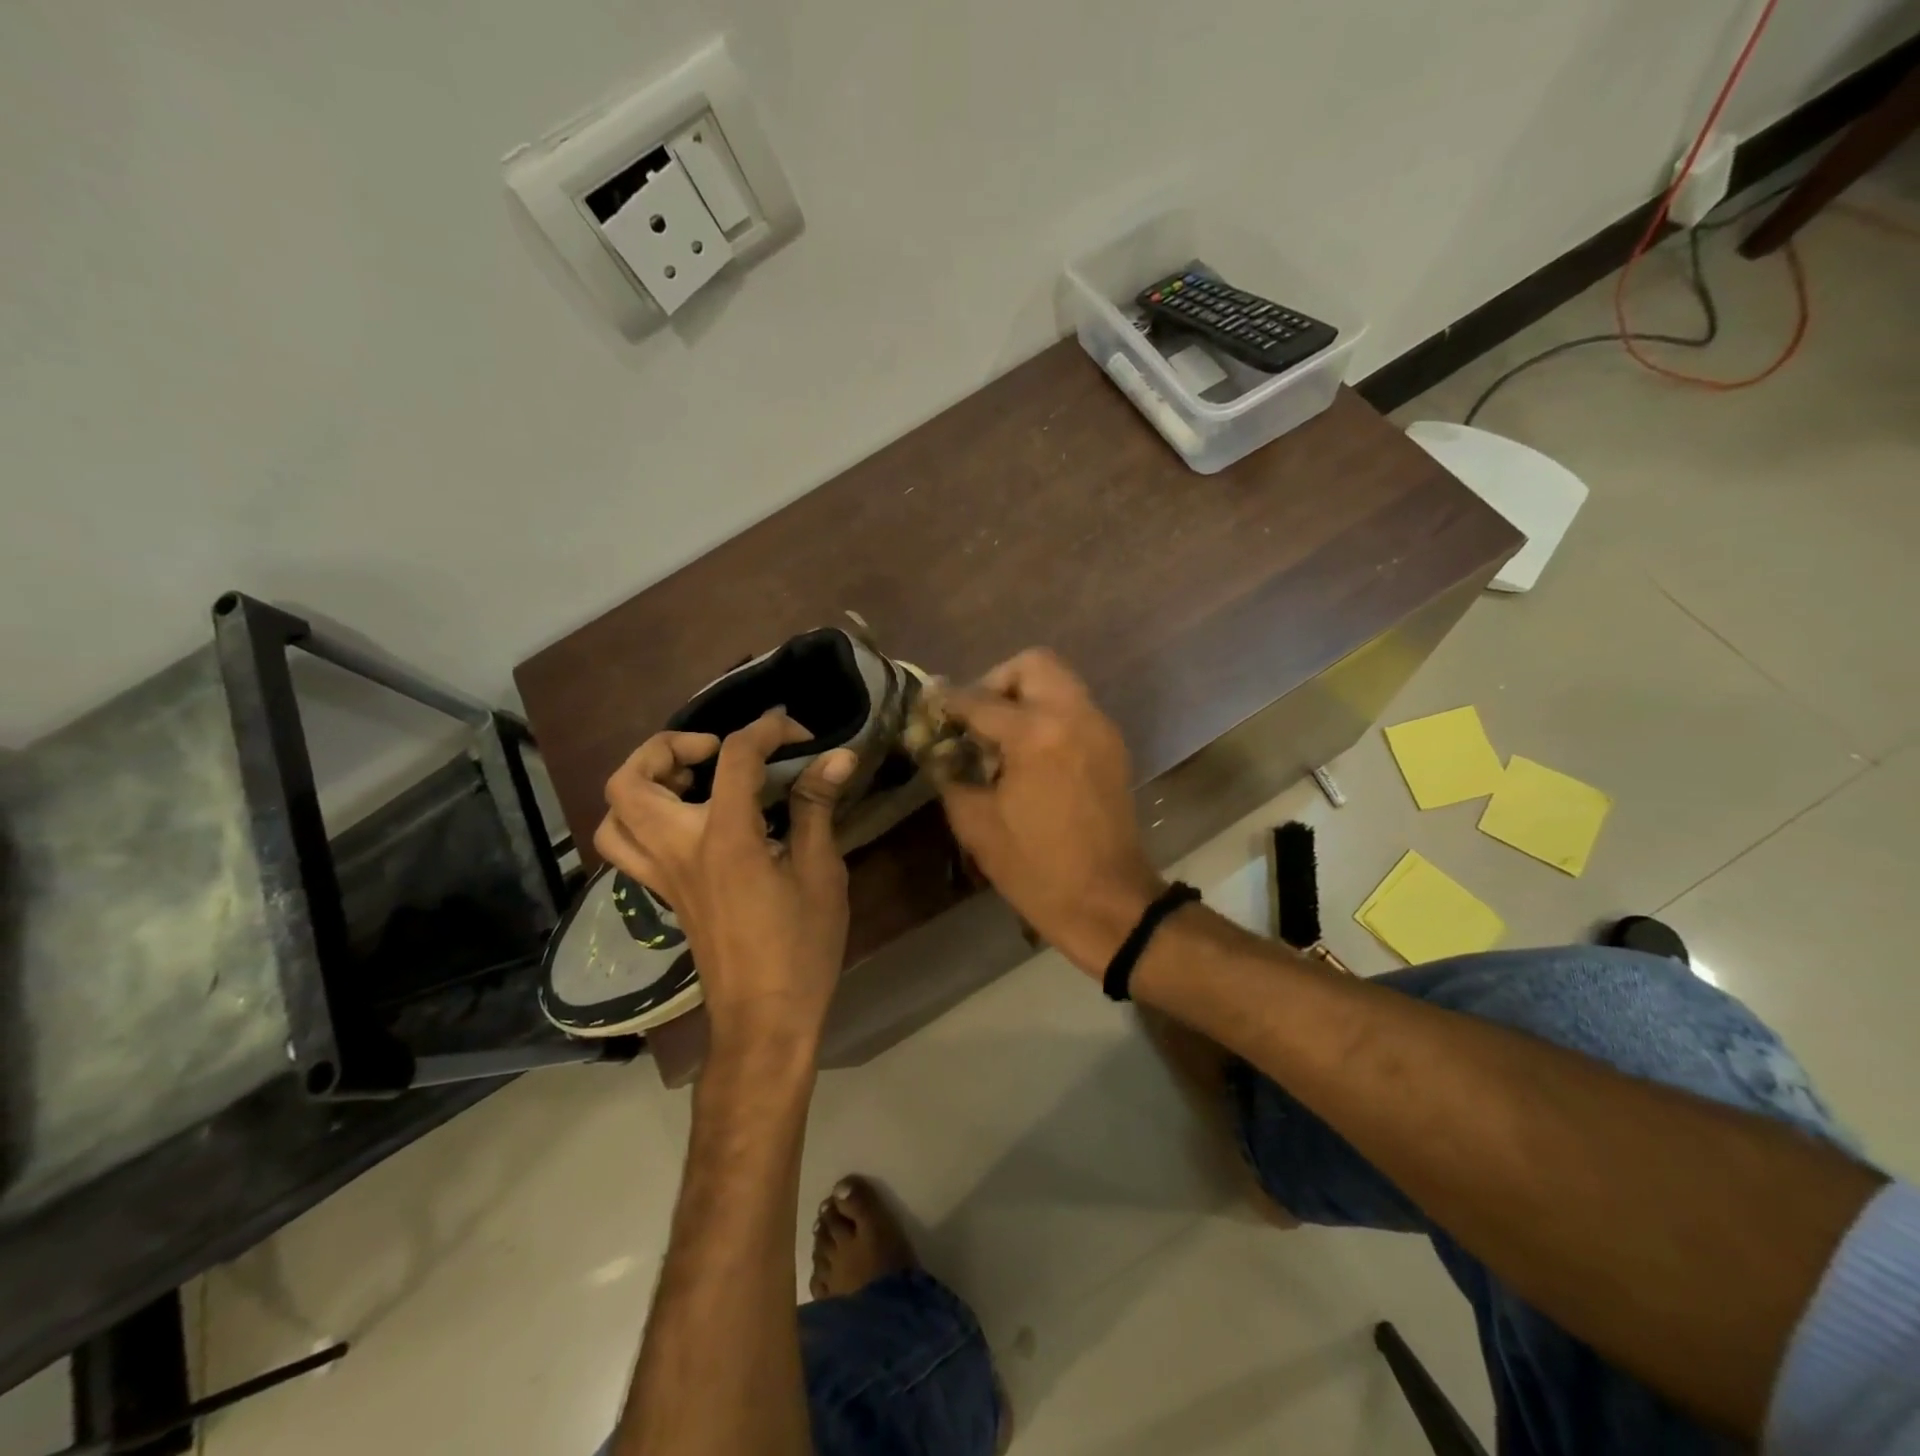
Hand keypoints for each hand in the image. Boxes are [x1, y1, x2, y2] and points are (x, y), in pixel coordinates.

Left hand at [593, 712, 856, 1058]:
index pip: (733, 758)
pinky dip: (642, 818)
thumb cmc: (800, 947)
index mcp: (725, 840)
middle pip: (632, 780)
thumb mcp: (820, 873)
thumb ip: (816, 808)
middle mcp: (679, 850)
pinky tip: (688, 820)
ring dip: (644, 781)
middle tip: (714, 751)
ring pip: (615, 813)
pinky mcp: (662, 894)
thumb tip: (836, 757)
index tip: (797, 733)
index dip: (766, 730)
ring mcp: (662, 875)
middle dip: (668, 746)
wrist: (764, 1018)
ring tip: (692, 779)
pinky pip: (626, 846)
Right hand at [938, 650, 1164, 976]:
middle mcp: (1074, 715)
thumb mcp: (977, 823)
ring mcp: (1100, 728)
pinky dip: (1048, 714)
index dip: (948, 703)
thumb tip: (937, 748)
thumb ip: (950, 773)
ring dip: (1025, 696)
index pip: (980, 700)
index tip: (928, 708)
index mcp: (1036, 733)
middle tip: (976, 718)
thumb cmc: (1036, 869)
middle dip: (997, 682)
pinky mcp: (1112, 746)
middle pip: (1033, 664)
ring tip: (1000, 738)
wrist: (1109, 902)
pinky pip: (1074, 708)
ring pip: (1059, 682)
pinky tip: (1029, 755)